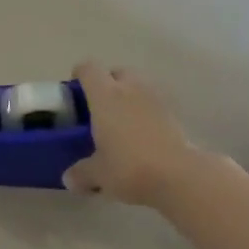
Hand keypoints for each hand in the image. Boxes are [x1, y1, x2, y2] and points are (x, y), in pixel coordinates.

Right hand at [62, 61, 204, 206]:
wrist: (179, 176)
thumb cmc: (128, 166)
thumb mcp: (97, 174)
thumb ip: (80, 173)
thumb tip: (70, 179)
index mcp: (105, 96)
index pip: (89, 69)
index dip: (80, 75)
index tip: (75, 91)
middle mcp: (130, 89)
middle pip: (117, 72)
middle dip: (108, 83)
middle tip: (99, 107)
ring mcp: (156, 100)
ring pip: (139, 86)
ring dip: (129, 97)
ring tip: (121, 122)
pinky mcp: (175, 115)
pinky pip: (154, 104)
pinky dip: (146, 113)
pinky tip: (142, 136)